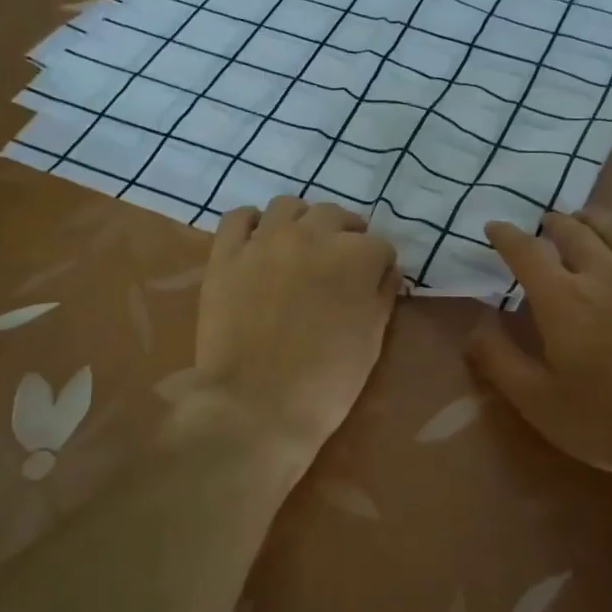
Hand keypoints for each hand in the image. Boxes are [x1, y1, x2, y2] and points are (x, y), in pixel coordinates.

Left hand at [186, 196, 399, 461]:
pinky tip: (258, 242)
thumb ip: (382, 296)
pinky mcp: (226, 254)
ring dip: (302, 221)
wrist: (256, 406)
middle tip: (341, 263)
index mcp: (355, 256)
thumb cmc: (326, 381)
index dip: (379, 266)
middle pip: (336, 216)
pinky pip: (238, 217)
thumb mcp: (372, 341)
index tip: (374, 284)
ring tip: (300, 246)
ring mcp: (265, 241)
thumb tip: (385, 272)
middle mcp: (312, 235)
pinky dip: (252, 224)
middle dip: (346, 235)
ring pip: (288, 206)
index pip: (380, 245)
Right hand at [468, 209, 611, 473]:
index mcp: (561, 298)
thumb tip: (474, 327)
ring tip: (583, 219)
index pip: (525, 251)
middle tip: (543, 225)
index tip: (494, 227)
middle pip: (573, 230)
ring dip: (592, 219)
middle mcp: (602, 272)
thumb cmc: (607, 417)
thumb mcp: (538, 401)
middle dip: (552, 223)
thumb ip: (498, 360)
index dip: (506, 235)